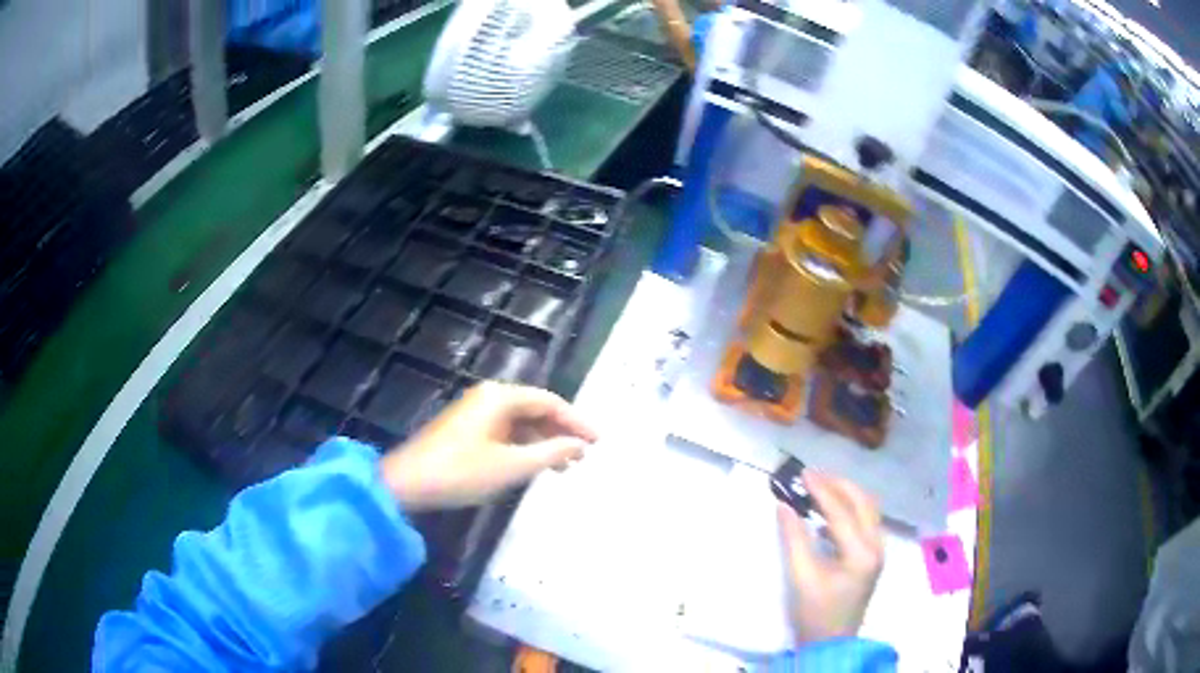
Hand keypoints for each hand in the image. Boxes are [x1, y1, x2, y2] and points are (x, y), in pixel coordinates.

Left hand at [381, 382, 596, 511]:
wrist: (408, 482)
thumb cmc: (462, 471)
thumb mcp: (511, 466)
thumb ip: (549, 453)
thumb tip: (578, 445)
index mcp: (500, 397)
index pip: (549, 402)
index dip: (576, 421)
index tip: (598, 441)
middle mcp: (489, 397)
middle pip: (535, 409)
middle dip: (561, 432)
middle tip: (584, 456)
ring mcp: (476, 412)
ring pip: (521, 422)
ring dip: (543, 442)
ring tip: (564, 467)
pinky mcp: (467, 429)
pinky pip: (505, 432)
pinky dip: (524, 447)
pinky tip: (534, 466)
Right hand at [777, 472, 883, 643]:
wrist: (831, 643)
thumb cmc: (815, 613)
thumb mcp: (802, 577)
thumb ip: (794, 539)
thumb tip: (784, 506)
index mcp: (861, 553)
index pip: (842, 511)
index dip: (821, 490)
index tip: (802, 473)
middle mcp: (876, 546)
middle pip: (863, 502)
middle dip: (838, 485)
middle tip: (812, 476)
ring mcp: (878, 551)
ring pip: (868, 509)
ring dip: (846, 494)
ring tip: (820, 487)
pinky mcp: (872, 557)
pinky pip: (865, 521)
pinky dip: (848, 509)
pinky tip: (828, 514)